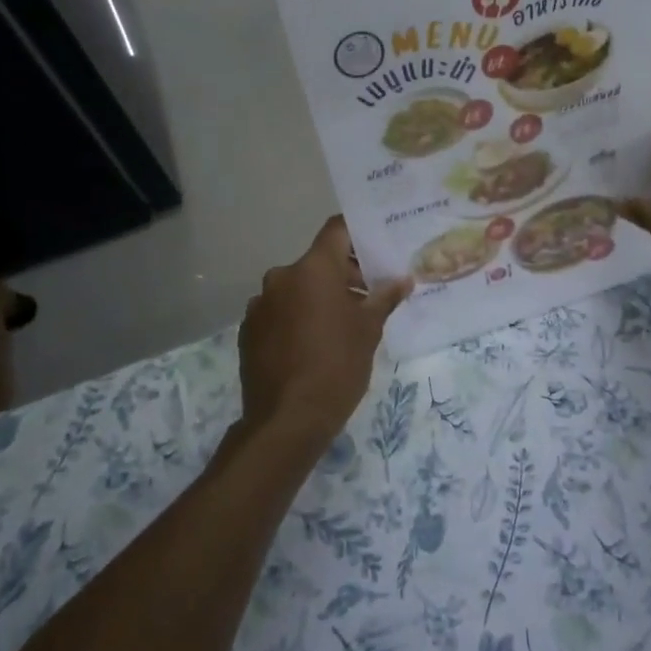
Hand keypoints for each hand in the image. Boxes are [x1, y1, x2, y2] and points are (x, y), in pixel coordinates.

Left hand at [236, 217, 410, 452]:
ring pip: (297, 288)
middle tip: (368, 295)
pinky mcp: (248, 330)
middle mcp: (281, 277)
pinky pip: (279, 312)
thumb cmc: (337, 366)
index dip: (357, 234)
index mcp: (313, 269)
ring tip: (341, 325)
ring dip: (318, 297)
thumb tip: (403, 280)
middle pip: (317, 262)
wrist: (287, 420)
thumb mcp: (369, 330)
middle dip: (343, 274)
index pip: (336, 230)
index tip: (375, 247)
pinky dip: (296, 318)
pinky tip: (311, 344)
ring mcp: (260, 304)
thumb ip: (384, 298)